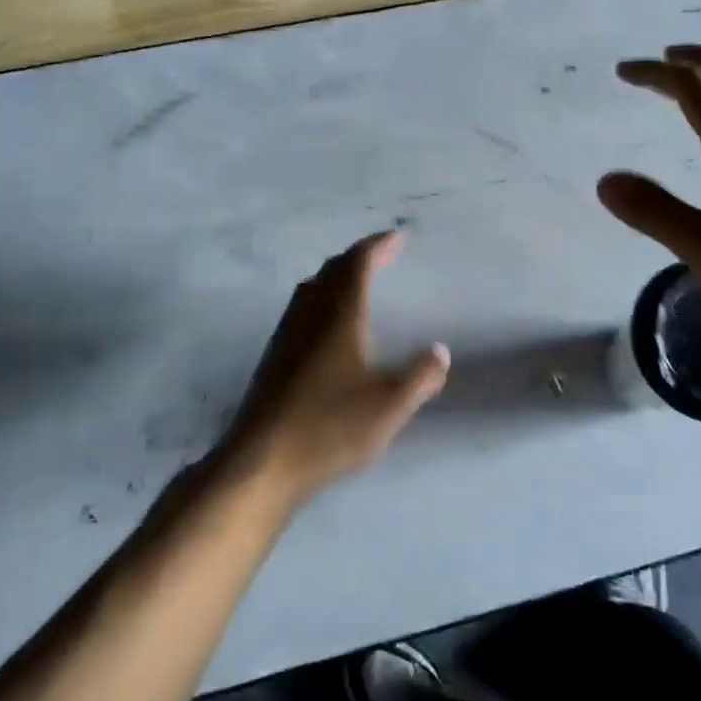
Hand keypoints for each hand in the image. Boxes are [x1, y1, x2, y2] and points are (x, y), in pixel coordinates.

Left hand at [225, 231, 449, 504]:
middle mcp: (310, 316)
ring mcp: (286, 336)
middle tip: (382, 255)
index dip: (378, 246)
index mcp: (339, 315)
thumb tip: (440, 351)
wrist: (260, 463)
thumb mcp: (390, 405)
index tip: (397, 236)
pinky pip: (301, 310)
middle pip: (332, 270)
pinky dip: (322, 299)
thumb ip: (420, 376)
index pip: (358, 264)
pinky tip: (327, 326)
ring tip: (356, 282)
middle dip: (358, 257)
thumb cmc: (330, 427)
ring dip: (336, 276)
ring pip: (311, 289)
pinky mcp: (273, 359)